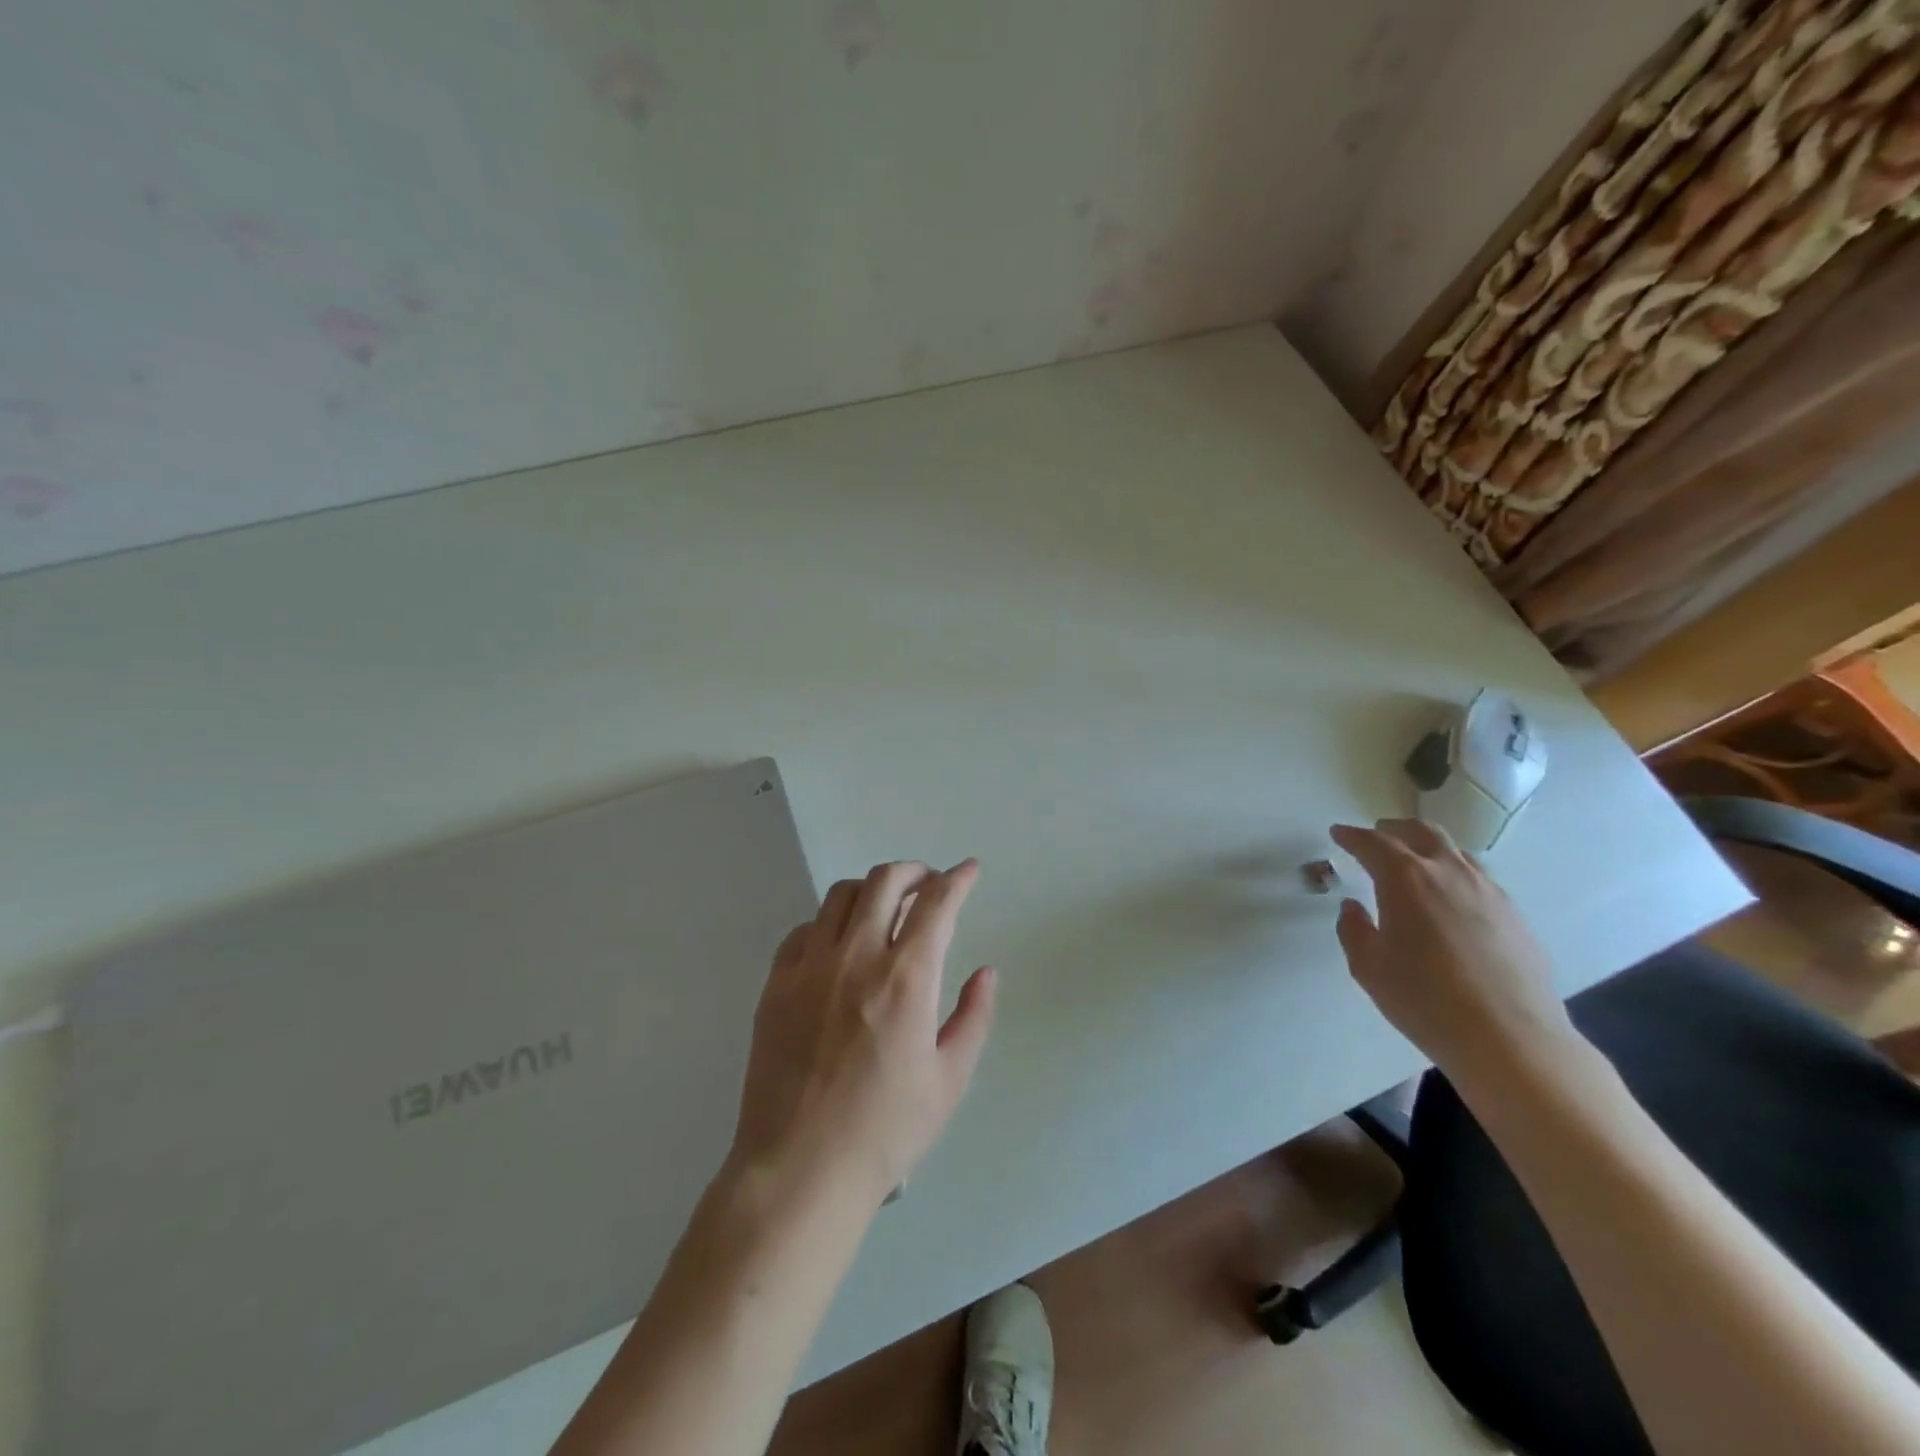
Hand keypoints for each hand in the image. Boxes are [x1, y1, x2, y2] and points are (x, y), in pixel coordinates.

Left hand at [728, 860, 997, 1207]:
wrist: (800, 1170)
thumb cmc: (885, 1131)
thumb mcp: (949, 1080)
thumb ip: (973, 1016)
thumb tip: (986, 971)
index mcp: (905, 979)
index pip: (937, 904)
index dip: (958, 879)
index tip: (969, 870)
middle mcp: (857, 957)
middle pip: (885, 881)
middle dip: (915, 872)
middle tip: (929, 885)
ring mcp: (810, 967)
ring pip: (841, 895)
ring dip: (872, 889)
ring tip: (886, 908)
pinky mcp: (776, 984)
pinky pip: (804, 930)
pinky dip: (829, 923)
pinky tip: (839, 945)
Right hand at [1330, 820, 1577, 1089]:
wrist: (1510, 1038)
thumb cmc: (1424, 999)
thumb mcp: (1368, 967)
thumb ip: (1353, 929)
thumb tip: (1354, 907)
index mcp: (1406, 879)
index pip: (1373, 843)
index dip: (1352, 836)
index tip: (1338, 834)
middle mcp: (1449, 873)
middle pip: (1421, 832)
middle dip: (1395, 829)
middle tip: (1378, 835)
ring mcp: (1488, 892)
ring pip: (1456, 853)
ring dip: (1429, 849)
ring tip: (1416, 864)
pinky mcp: (1515, 916)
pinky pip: (1479, 880)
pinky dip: (1456, 876)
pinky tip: (1451, 901)